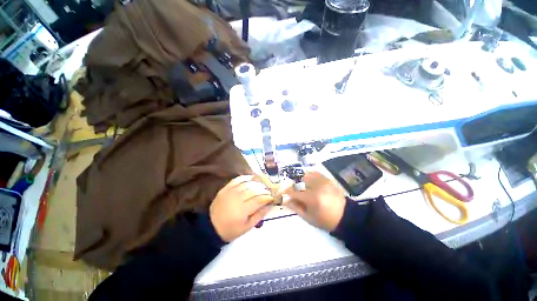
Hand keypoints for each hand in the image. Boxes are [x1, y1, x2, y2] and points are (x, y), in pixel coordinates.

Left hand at [210, 175, 272, 241]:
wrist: (211, 227)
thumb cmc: (231, 229)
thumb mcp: (247, 227)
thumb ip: (259, 215)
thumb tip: (269, 205)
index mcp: (242, 210)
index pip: (259, 200)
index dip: (267, 197)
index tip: (272, 198)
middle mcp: (237, 198)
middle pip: (254, 190)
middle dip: (263, 190)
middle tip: (268, 192)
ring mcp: (230, 192)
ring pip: (247, 184)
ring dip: (256, 184)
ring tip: (262, 186)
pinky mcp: (225, 188)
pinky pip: (237, 180)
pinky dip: (245, 178)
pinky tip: (251, 178)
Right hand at [284, 172, 345, 231]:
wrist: (345, 217)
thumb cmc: (325, 220)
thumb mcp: (308, 217)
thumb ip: (295, 207)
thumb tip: (285, 200)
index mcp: (312, 199)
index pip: (294, 192)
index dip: (287, 191)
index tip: (282, 192)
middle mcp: (316, 187)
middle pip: (299, 182)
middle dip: (294, 186)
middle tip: (294, 192)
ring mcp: (323, 182)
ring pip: (306, 176)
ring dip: (302, 181)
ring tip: (304, 188)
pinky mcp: (327, 179)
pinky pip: (315, 173)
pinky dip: (310, 176)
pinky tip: (310, 183)